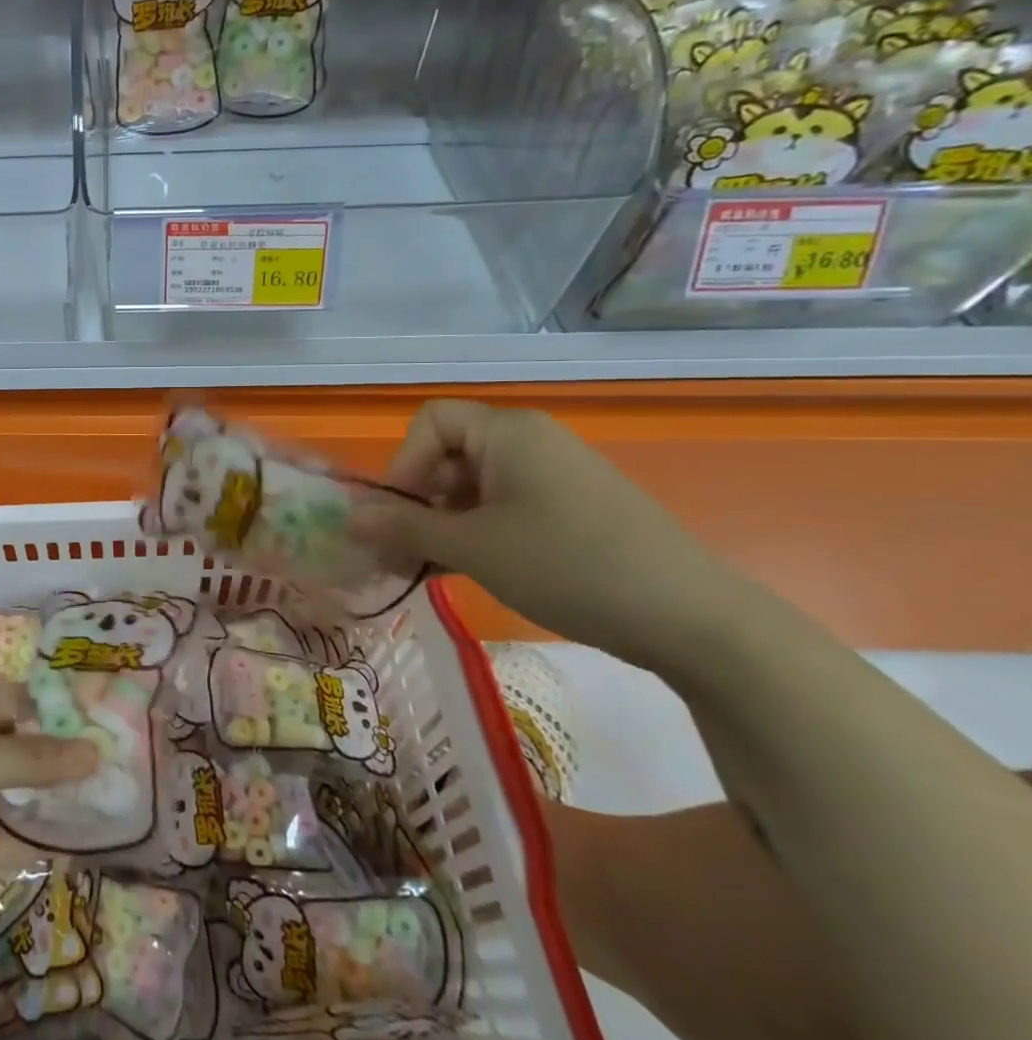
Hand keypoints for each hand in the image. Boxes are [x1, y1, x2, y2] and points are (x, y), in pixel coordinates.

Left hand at [0, 684, 97, 921]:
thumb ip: (31, 759)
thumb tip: (95, 751)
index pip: (20, 701)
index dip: (60, 708)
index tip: (108, 717)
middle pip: (25, 749)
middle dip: (66, 757)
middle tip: (125, 762)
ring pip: (23, 796)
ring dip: (60, 800)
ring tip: (117, 801)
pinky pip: (11, 842)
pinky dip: (43, 843)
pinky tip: (86, 846)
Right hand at [378, 400, 748, 668]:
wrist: (691, 617)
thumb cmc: (566, 565)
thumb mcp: (472, 547)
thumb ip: (403, 528)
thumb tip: (348, 519)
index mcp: (508, 432)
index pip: (430, 422)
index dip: (404, 463)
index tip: (401, 515)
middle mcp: (531, 441)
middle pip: (450, 453)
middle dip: (419, 500)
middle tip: (406, 551)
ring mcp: (557, 474)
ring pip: (476, 485)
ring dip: (445, 522)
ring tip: (435, 568)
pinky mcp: (574, 507)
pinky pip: (507, 505)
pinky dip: (480, 531)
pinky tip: (474, 569)